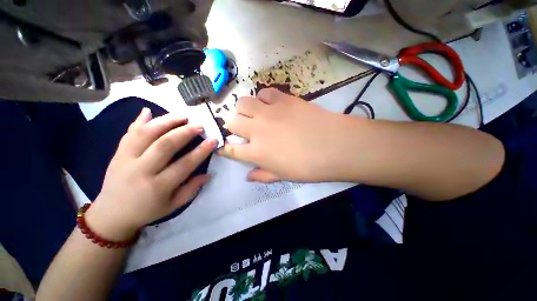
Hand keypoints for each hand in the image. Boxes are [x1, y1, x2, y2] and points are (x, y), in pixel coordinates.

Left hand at [85, 108, 216, 240]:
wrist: (110, 215)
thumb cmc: (147, 211)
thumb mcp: (173, 206)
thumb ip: (192, 189)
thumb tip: (209, 174)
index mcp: (158, 187)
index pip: (184, 165)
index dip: (201, 151)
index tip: (213, 140)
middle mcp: (141, 171)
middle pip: (164, 145)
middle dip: (184, 132)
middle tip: (199, 125)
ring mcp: (125, 160)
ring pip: (145, 134)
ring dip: (165, 121)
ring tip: (182, 115)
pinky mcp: (117, 154)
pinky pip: (128, 134)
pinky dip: (138, 121)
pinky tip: (148, 110)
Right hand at [218, 88, 363, 182]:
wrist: (334, 146)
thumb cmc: (309, 166)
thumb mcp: (283, 176)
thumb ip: (262, 175)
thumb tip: (248, 177)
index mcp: (256, 153)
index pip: (230, 149)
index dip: (225, 148)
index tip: (226, 146)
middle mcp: (257, 130)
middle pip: (231, 121)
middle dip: (233, 125)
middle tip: (244, 128)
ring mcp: (269, 112)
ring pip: (242, 103)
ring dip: (244, 109)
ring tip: (254, 114)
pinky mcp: (283, 99)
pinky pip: (264, 92)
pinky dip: (263, 98)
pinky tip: (271, 104)